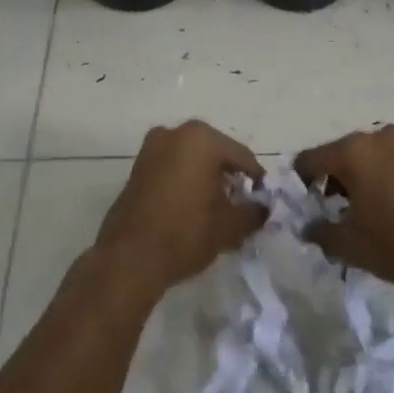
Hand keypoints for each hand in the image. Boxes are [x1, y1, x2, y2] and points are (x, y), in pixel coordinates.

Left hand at [94, 120, 266, 294]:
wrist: (130, 258)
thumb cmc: (186, 233)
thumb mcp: (230, 226)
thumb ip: (254, 212)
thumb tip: (263, 207)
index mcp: (202, 139)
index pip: (242, 156)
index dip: (256, 180)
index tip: (263, 201)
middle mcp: (175, 133)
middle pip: (216, 153)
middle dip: (229, 176)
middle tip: (240, 204)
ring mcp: (152, 148)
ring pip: (191, 159)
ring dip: (206, 178)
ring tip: (215, 208)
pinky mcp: (137, 166)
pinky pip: (171, 167)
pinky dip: (184, 180)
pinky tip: (190, 207)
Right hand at [294, 125, 393, 287]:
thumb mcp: (353, 246)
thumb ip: (321, 234)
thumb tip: (306, 227)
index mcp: (352, 151)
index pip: (307, 161)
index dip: (298, 187)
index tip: (299, 213)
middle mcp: (373, 138)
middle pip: (334, 158)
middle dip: (326, 187)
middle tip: (325, 221)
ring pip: (360, 162)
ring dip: (351, 187)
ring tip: (353, 222)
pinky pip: (383, 166)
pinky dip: (373, 185)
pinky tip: (379, 216)